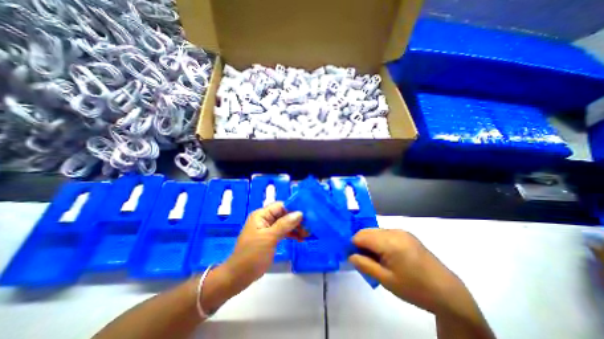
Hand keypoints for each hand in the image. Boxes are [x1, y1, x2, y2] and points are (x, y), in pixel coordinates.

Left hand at [225, 202, 303, 286]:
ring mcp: (268, 228)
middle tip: (308, 227)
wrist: (239, 276)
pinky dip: (291, 234)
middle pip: (284, 214)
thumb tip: (299, 213)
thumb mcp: (269, 238)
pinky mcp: (270, 237)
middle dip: (296, 220)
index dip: (293, 209)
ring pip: (285, 223)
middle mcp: (265, 219)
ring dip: (295, 228)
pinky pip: (283, 232)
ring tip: (307, 234)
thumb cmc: (252, 255)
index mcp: (261, 215)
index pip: (280, 206)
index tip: (307, 215)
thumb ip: (284, 224)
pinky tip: (300, 238)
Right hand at [349, 228, 471, 315]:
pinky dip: (379, 241)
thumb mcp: (386, 280)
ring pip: (375, 231)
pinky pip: (385, 233)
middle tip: (363, 259)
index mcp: (390, 242)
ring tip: (375, 259)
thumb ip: (364, 265)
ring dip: (370, 242)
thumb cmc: (415, 288)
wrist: (447, 292)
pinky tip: (385, 255)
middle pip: (367, 231)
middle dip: (361, 243)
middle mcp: (395, 231)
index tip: (353, 257)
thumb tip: (350, 255)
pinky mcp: (406, 234)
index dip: (353, 245)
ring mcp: (401, 231)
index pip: (361, 235)